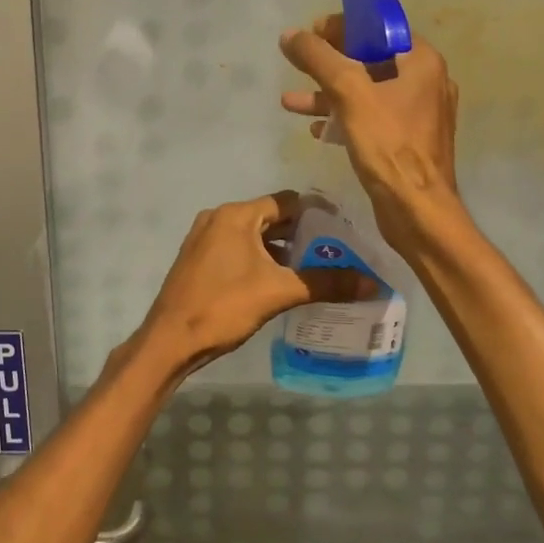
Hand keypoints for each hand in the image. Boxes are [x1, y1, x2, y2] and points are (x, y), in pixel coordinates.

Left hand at [133, 191, 362, 378]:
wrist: (170, 340)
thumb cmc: (223, 306)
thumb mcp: (279, 292)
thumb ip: (326, 283)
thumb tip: (372, 284)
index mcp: (236, 215)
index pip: (286, 202)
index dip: (317, 214)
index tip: (344, 232)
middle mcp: (218, 219)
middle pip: (271, 218)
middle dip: (302, 235)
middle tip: (335, 253)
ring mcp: (205, 239)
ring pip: (254, 237)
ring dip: (282, 251)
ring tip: (315, 271)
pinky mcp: (199, 260)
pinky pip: (238, 251)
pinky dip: (261, 260)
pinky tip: (281, 283)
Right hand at [280, 14, 464, 256]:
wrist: (417, 210)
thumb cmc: (388, 145)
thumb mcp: (348, 93)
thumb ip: (318, 58)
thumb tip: (290, 34)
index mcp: (420, 61)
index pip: (379, 27)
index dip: (342, 26)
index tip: (311, 33)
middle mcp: (425, 81)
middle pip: (370, 58)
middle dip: (329, 62)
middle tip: (298, 62)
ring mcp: (417, 113)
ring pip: (366, 91)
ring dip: (328, 94)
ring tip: (291, 102)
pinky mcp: (406, 140)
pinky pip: (370, 118)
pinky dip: (343, 118)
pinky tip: (317, 131)